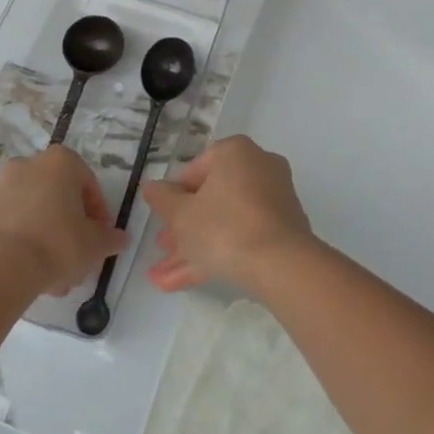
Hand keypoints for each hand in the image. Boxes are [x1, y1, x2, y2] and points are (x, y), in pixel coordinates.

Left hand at [0, 147, 126, 296]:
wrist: (0, 267)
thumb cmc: (58, 243)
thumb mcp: (95, 244)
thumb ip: (111, 238)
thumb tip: (120, 238)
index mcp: (62, 161)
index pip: (89, 185)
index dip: (98, 215)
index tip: (100, 239)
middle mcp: (30, 164)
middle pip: (60, 198)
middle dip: (71, 229)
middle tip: (78, 259)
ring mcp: (2, 186)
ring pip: (36, 213)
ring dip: (48, 239)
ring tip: (55, 277)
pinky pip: (14, 224)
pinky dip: (25, 242)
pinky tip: (32, 273)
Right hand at [140, 135, 315, 296]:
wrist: (281, 265)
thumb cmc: (224, 227)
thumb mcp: (182, 215)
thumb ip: (162, 199)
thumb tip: (151, 187)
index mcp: (235, 152)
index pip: (194, 170)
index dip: (173, 196)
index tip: (161, 219)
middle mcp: (258, 166)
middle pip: (211, 198)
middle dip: (183, 227)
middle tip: (163, 247)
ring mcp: (274, 198)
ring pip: (225, 221)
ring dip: (194, 247)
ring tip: (164, 277)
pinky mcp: (283, 228)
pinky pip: (243, 236)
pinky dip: (217, 254)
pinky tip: (185, 281)